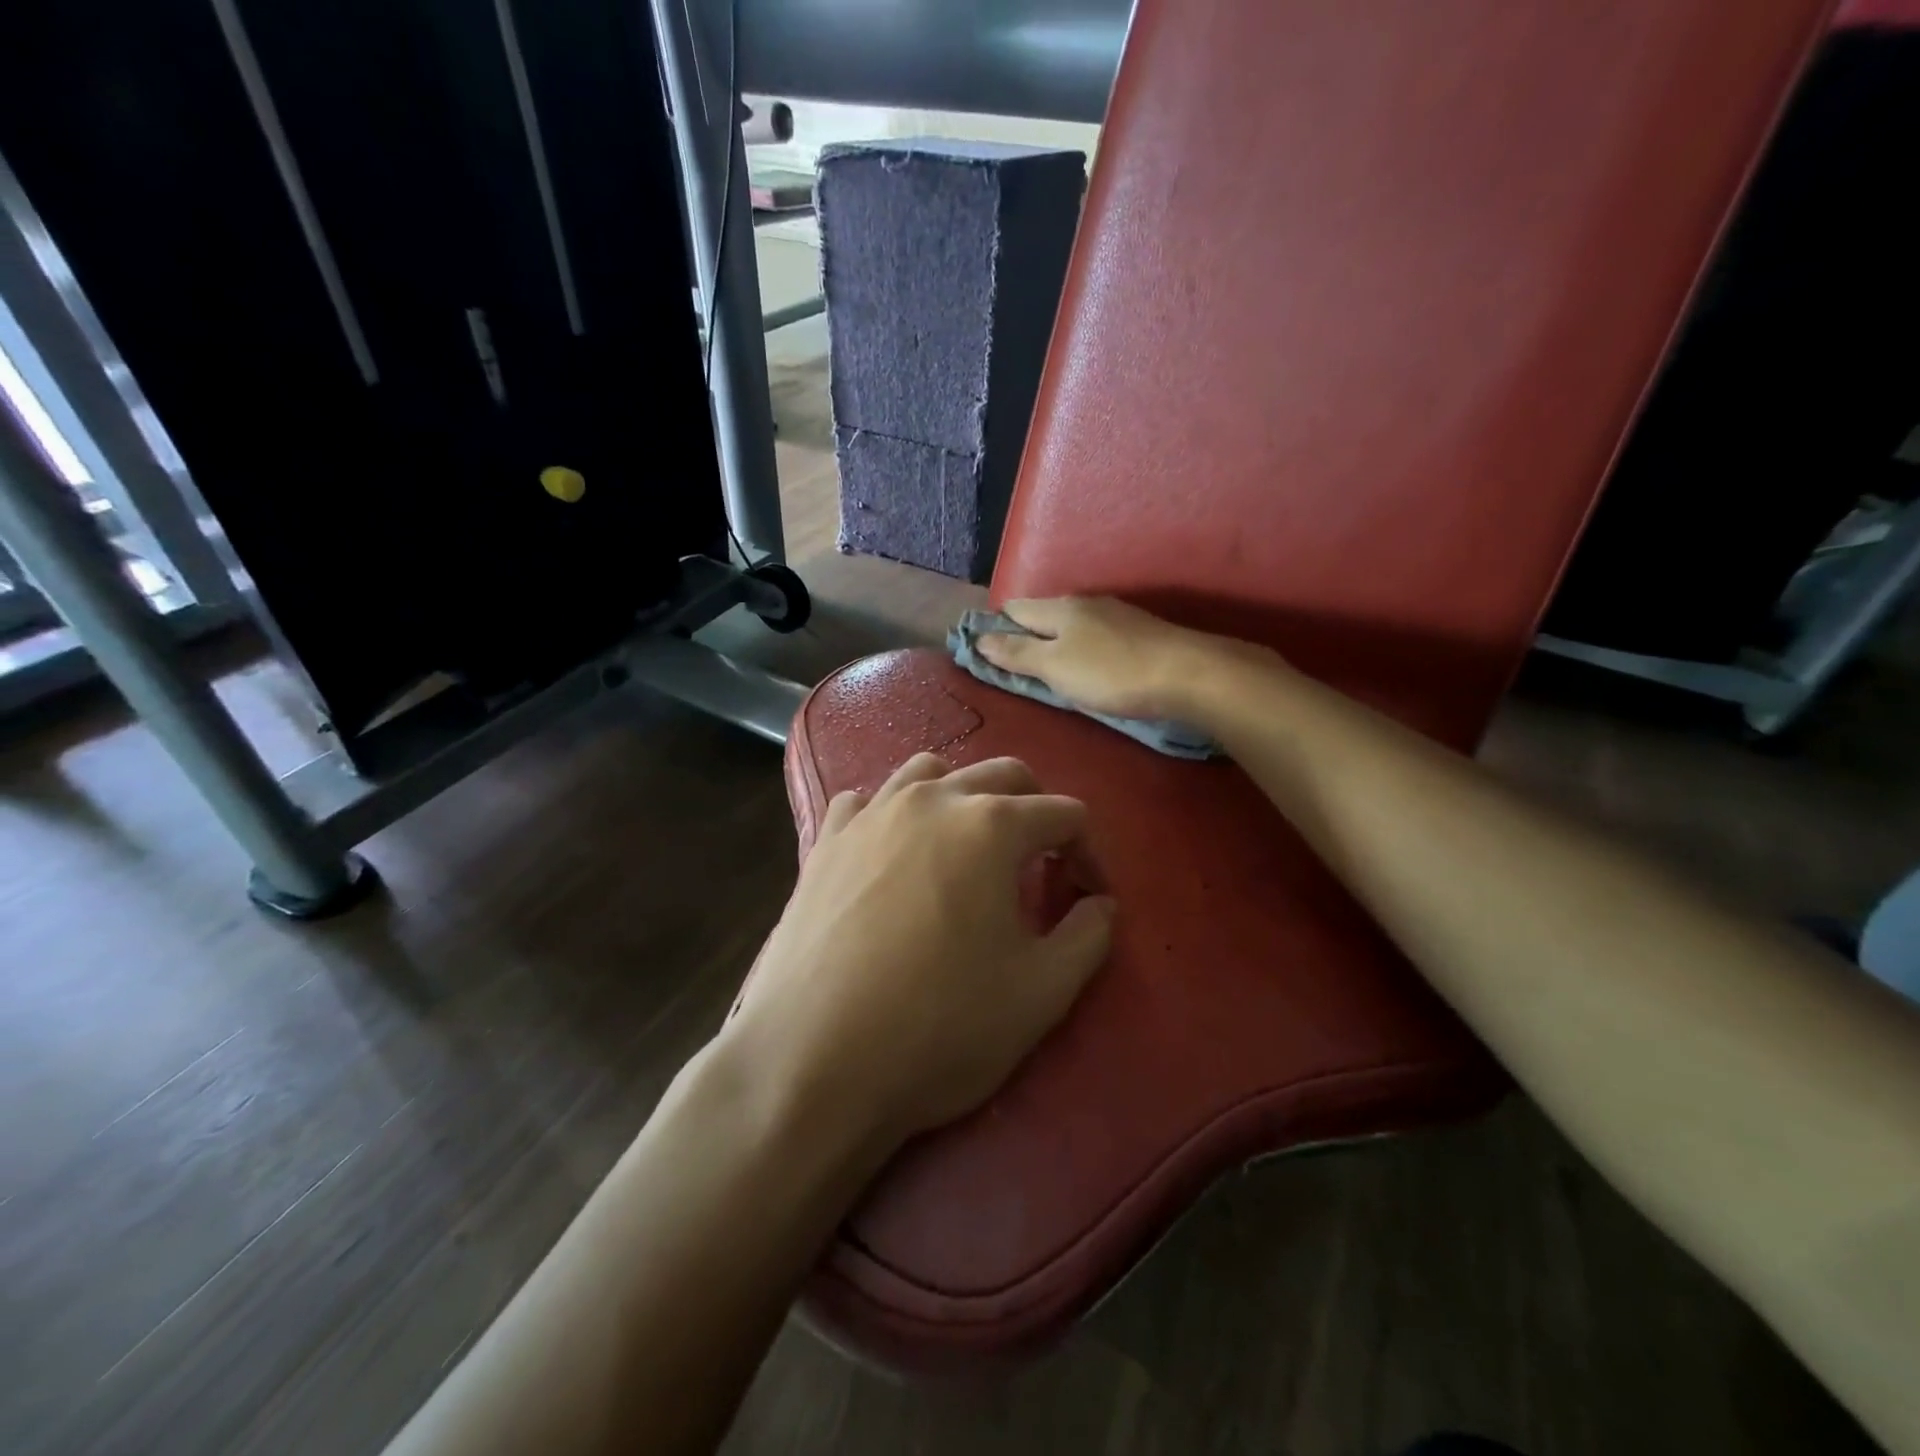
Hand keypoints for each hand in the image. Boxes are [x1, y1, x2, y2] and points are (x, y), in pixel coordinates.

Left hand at [727, 754, 1115, 1156]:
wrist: (811, 1061)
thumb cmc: (939, 1027)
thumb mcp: (1041, 993)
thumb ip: (1088, 936)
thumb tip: (1101, 903)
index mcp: (990, 826)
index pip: (1063, 814)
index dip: (1089, 853)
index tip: (1090, 897)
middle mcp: (930, 800)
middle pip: (1002, 775)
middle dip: (1036, 810)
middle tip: (1044, 863)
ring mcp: (870, 814)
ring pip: (930, 772)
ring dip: (964, 796)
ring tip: (969, 845)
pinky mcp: (825, 842)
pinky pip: (867, 801)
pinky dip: (893, 813)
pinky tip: (894, 852)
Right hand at [975, 596, 1250, 721]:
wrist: (1187, 674)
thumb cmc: (1111, 673)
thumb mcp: (1055, 668)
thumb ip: (1017, 654)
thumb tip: (980, 639)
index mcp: (1059, 609)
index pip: (1015, 609)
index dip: (995, 626)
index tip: (982, 648)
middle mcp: (1085, 604)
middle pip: (1043, 614)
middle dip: (1025, 633)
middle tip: (1012, 663)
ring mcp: (1115, 615)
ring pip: (1071, 623)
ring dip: (1054, 640)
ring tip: (1047, 666)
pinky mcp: (1138, 632)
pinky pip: (1095, 634)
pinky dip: (1081, 646)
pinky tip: (1087, 663)